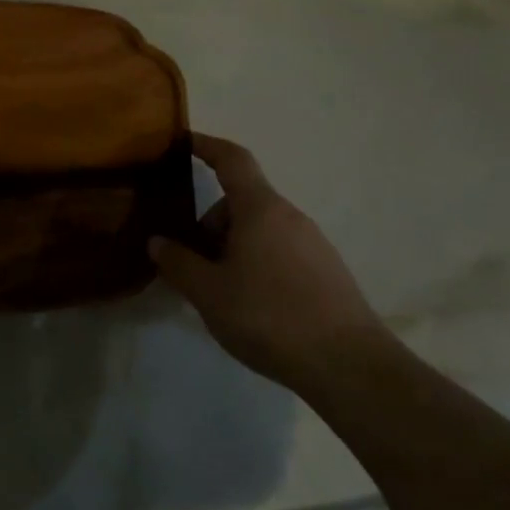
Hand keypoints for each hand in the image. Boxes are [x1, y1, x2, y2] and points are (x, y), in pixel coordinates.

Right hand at [151, 133, 388, 389]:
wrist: (351, 367)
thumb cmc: (270, 316)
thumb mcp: (209, 293)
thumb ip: (178, 263)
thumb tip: (158, 242)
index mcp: (260, 208)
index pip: (231, 159)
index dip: (206, 146)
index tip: (183, 142)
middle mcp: (290, 216)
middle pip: (241, 202)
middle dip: (210, 223)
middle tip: (190, 261)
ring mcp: (313, 244)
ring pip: (260, 229)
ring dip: (232, 247)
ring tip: (217, 289)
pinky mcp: (327, 273)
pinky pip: (279, 251)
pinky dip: (256, 263)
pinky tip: (250, 305)